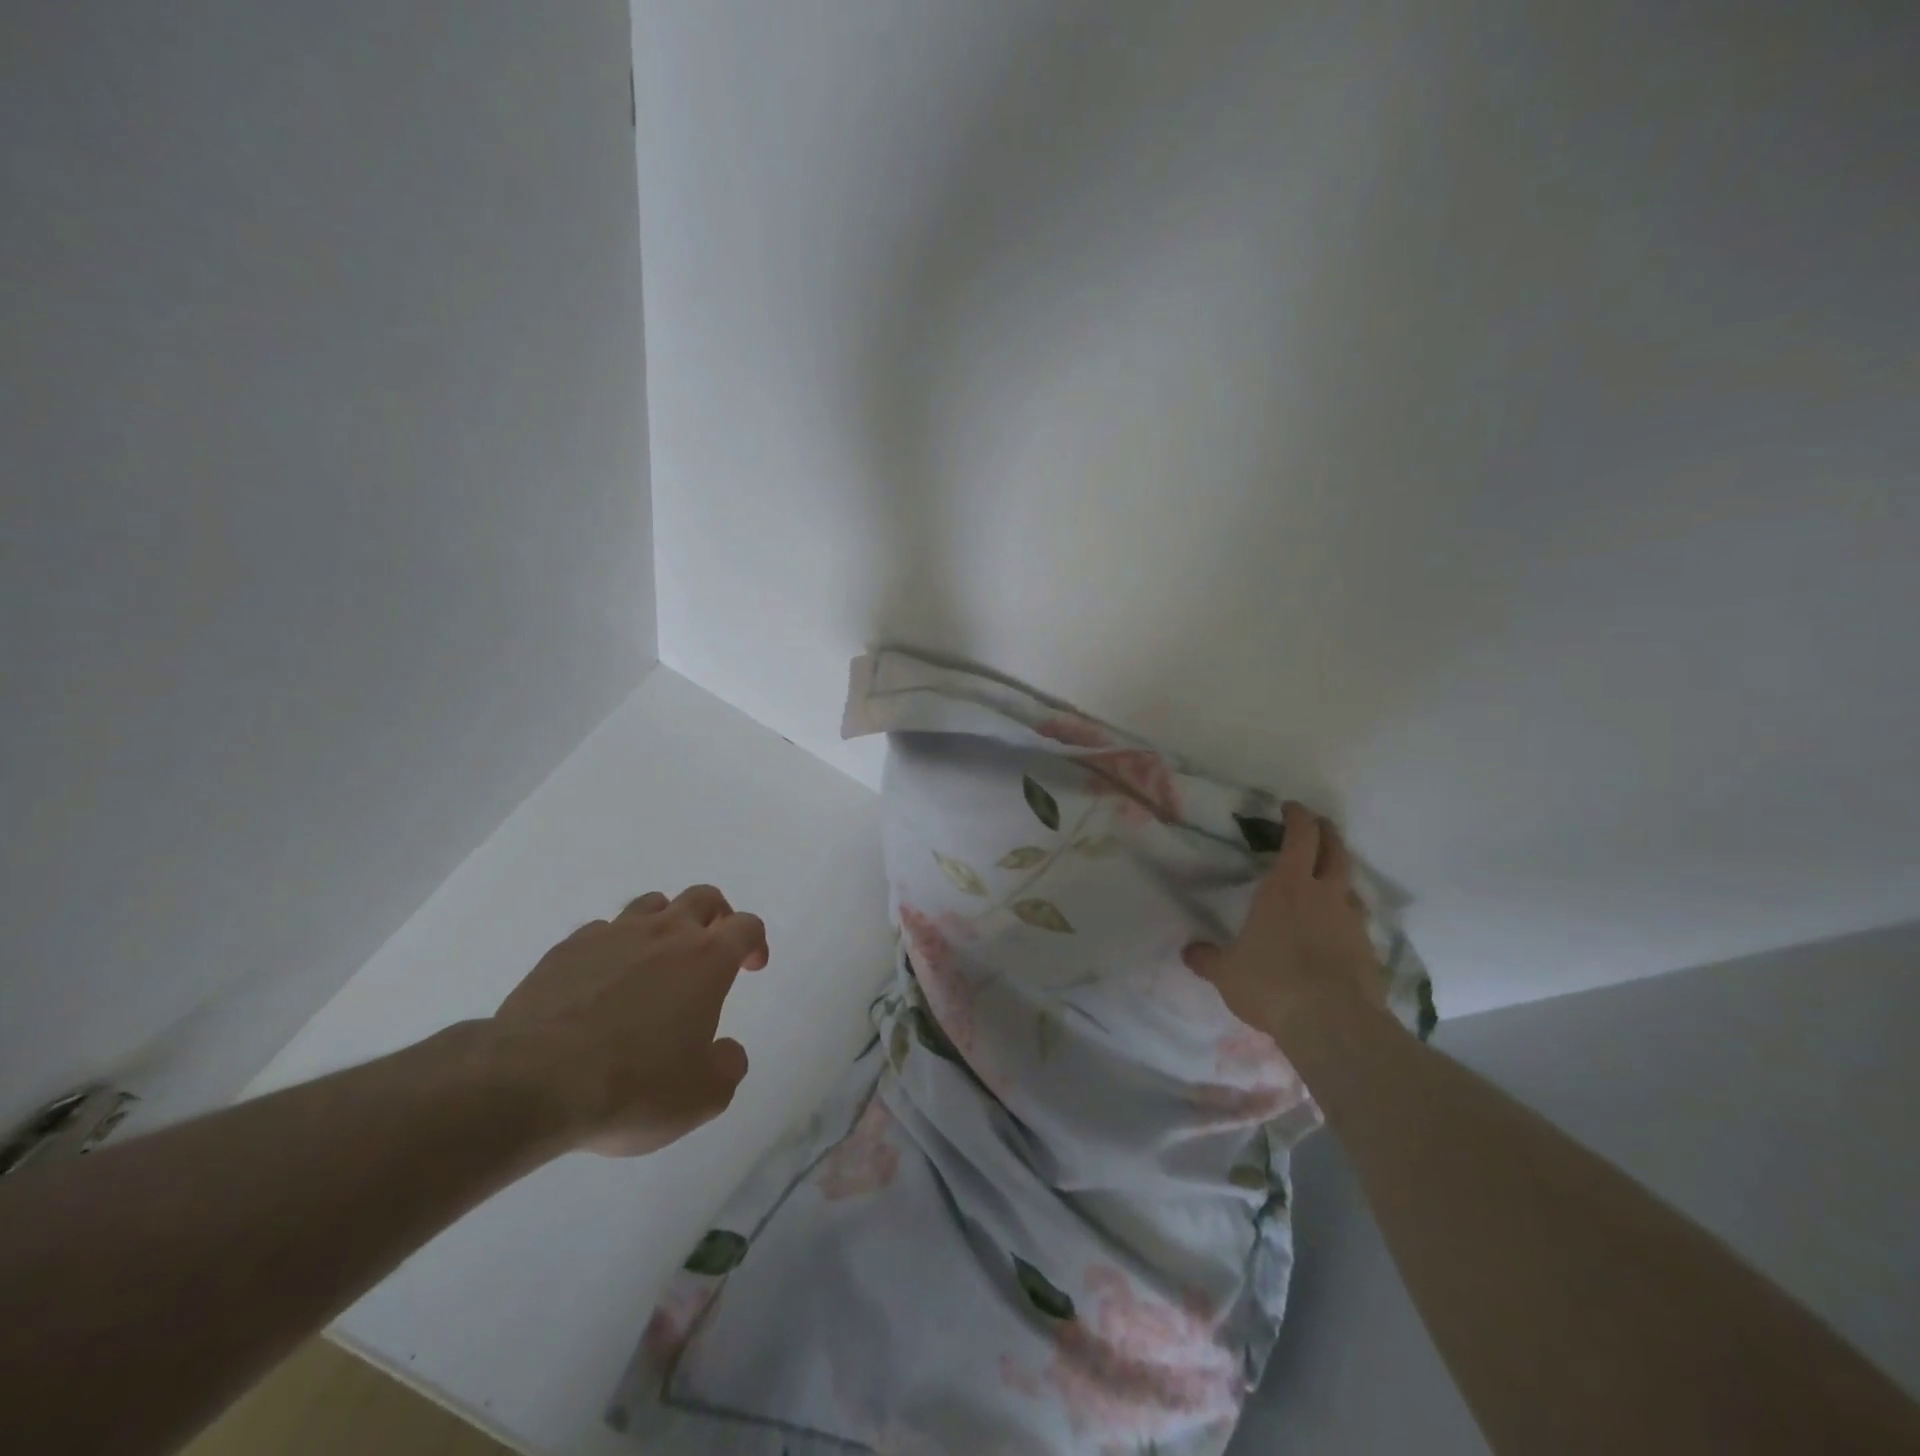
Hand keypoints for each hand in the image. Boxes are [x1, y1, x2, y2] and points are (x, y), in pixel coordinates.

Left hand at [489, 885, 768, 1156]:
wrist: (529, 1083)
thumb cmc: (631, 1087)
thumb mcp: (700, 1098)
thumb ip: (727, 1068)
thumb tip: (727, 1052)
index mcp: (706, 960)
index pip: (746, 926)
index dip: (755, 941)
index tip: (752, 966)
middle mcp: (664, 934)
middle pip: (702, 897)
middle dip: (716, 915)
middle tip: (713, 946)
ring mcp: (611, 935)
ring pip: (650, 904)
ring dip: (665, 922)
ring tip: (658, 959)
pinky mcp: (565, 949)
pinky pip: (601, 931)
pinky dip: (613, 946)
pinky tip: (603, 980)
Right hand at [1183, 803, 1386, 1047]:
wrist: (1333, 1025)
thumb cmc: (1271, 984)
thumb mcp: (1226, 972)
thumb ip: (1208, 958)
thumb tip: (1189, 951)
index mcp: (1286, 888)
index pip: (1300, 837)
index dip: (1298, 817)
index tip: (1291, 808)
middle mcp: (1323, 895)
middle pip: (1335, 851)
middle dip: (1326, 833)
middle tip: (1318, 826)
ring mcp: (1352, 922)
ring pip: (1350, 885)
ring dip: (1339, 875)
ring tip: (1326, 881)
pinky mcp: (1369, 951)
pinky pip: (1357, 923)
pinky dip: (1346, 917)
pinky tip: (1336, 932)